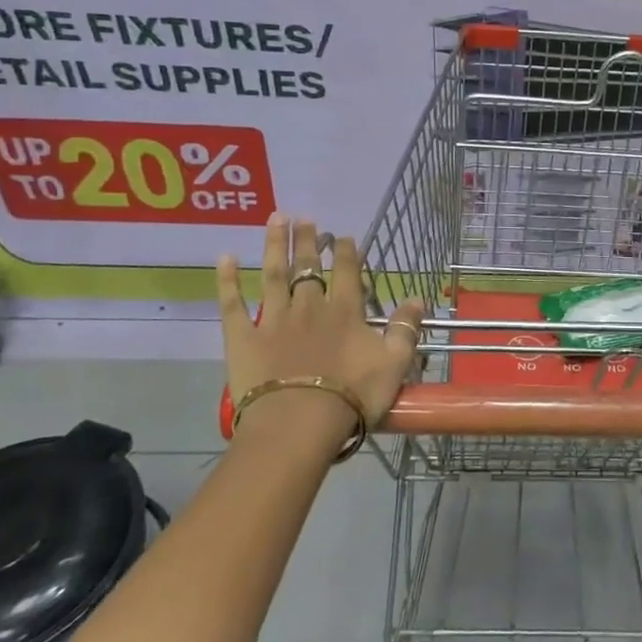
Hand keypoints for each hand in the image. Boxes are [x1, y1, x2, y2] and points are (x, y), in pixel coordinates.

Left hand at [217, 214, 424, 436]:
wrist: (299, 424)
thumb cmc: (352, 396)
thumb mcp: (394, 364)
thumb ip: (406, 329)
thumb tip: (417, 298)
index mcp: (345, 311)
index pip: (348, 272)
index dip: (347, 252)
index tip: (344, 236)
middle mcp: (309, 306)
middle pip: (309, 267)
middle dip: (309, 241)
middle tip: (305, 218)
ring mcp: (273, 319)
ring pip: (274, 274)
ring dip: (276, 245)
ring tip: (276, 219)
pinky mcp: (243, 338)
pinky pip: (233, 304)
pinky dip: (227, 280)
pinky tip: (224, 258)